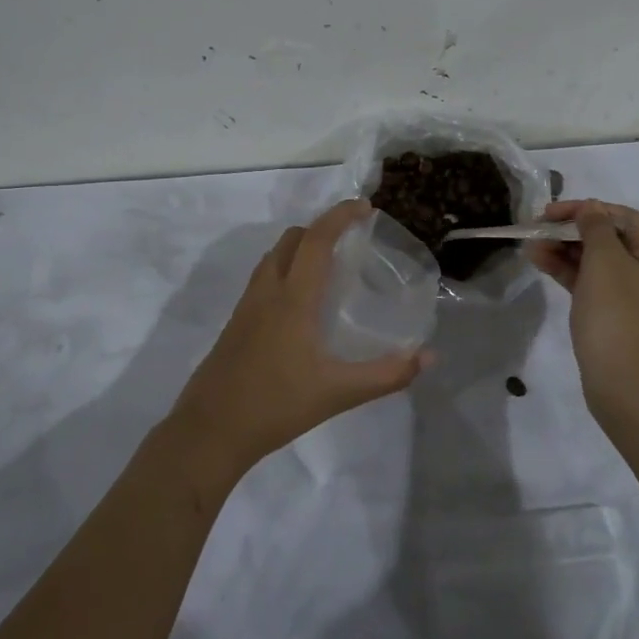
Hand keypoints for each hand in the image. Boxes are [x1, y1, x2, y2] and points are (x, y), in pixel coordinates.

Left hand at [171, 200, 429, 467]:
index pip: (316, 240)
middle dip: (321, 228)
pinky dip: (285, 269)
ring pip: (273, 257)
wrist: (210, 431)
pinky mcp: (235, 324)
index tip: (365, 207)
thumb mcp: (339, 393)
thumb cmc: (276, 406)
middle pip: (291, 239)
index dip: (340, 216)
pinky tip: (300, 304)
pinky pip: (263, 278)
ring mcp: (246, 307)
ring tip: (328, 265)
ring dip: (300, 247)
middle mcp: (267, 292)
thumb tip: (428, 358)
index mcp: (292, 298)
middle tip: (351, 238)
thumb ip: (386, 375)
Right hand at [528, 200, 638, 407]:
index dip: (588, 208)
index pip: (623, 217)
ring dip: (564, 250)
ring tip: (531, 247)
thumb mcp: (605, 262)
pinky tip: (540, 264)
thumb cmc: (617, 315)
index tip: (553, 213)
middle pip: (608, 238)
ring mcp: (631, 296)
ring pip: (595, 262)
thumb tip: (591, 209)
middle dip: (571, 230)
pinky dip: (567, 272)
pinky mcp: (613, 316)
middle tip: (537, 229)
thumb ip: (595, 228)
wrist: (625, 384)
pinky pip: (589, 284)